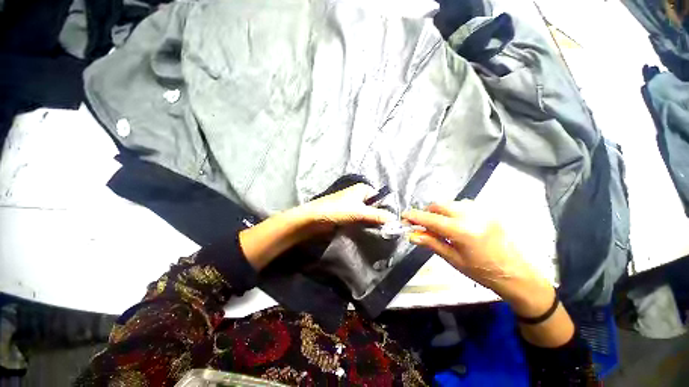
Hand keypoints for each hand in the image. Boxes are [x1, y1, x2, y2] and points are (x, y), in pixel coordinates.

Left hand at [293, 183, 396, 233]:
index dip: (386, 209)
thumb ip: (378, 215)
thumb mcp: (360, 212)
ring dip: (372, 221)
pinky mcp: (347, 214)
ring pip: (367, 213)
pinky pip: (360, 218)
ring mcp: (353, 205)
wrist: (315, 218)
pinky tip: (369, 231)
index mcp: (363, 189)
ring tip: (380, 231)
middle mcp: (359, 195)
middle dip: (379, 216)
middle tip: (387, 229)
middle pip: (374, 206)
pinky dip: (364, 224)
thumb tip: (395, 219)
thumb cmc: (338, 210)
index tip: (392, 222)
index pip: (380, 198)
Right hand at [402, 200, 553, 317]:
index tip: (404, 216)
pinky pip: (464, 205)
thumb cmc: (482, 272)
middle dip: (427, 212)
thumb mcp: (453, 260)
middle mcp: (472, 216)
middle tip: (423, 225)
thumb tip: (412, 235)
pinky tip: (456, 223)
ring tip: (440, 226)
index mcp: (462, 231)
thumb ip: (431, 243)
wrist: (517, 274)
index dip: (415, 216)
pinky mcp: (489, 211)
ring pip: (451, 203)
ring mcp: (482, 211)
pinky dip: (453, 211)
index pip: (431, 219)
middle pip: (439, 205)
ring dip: (440, 212)